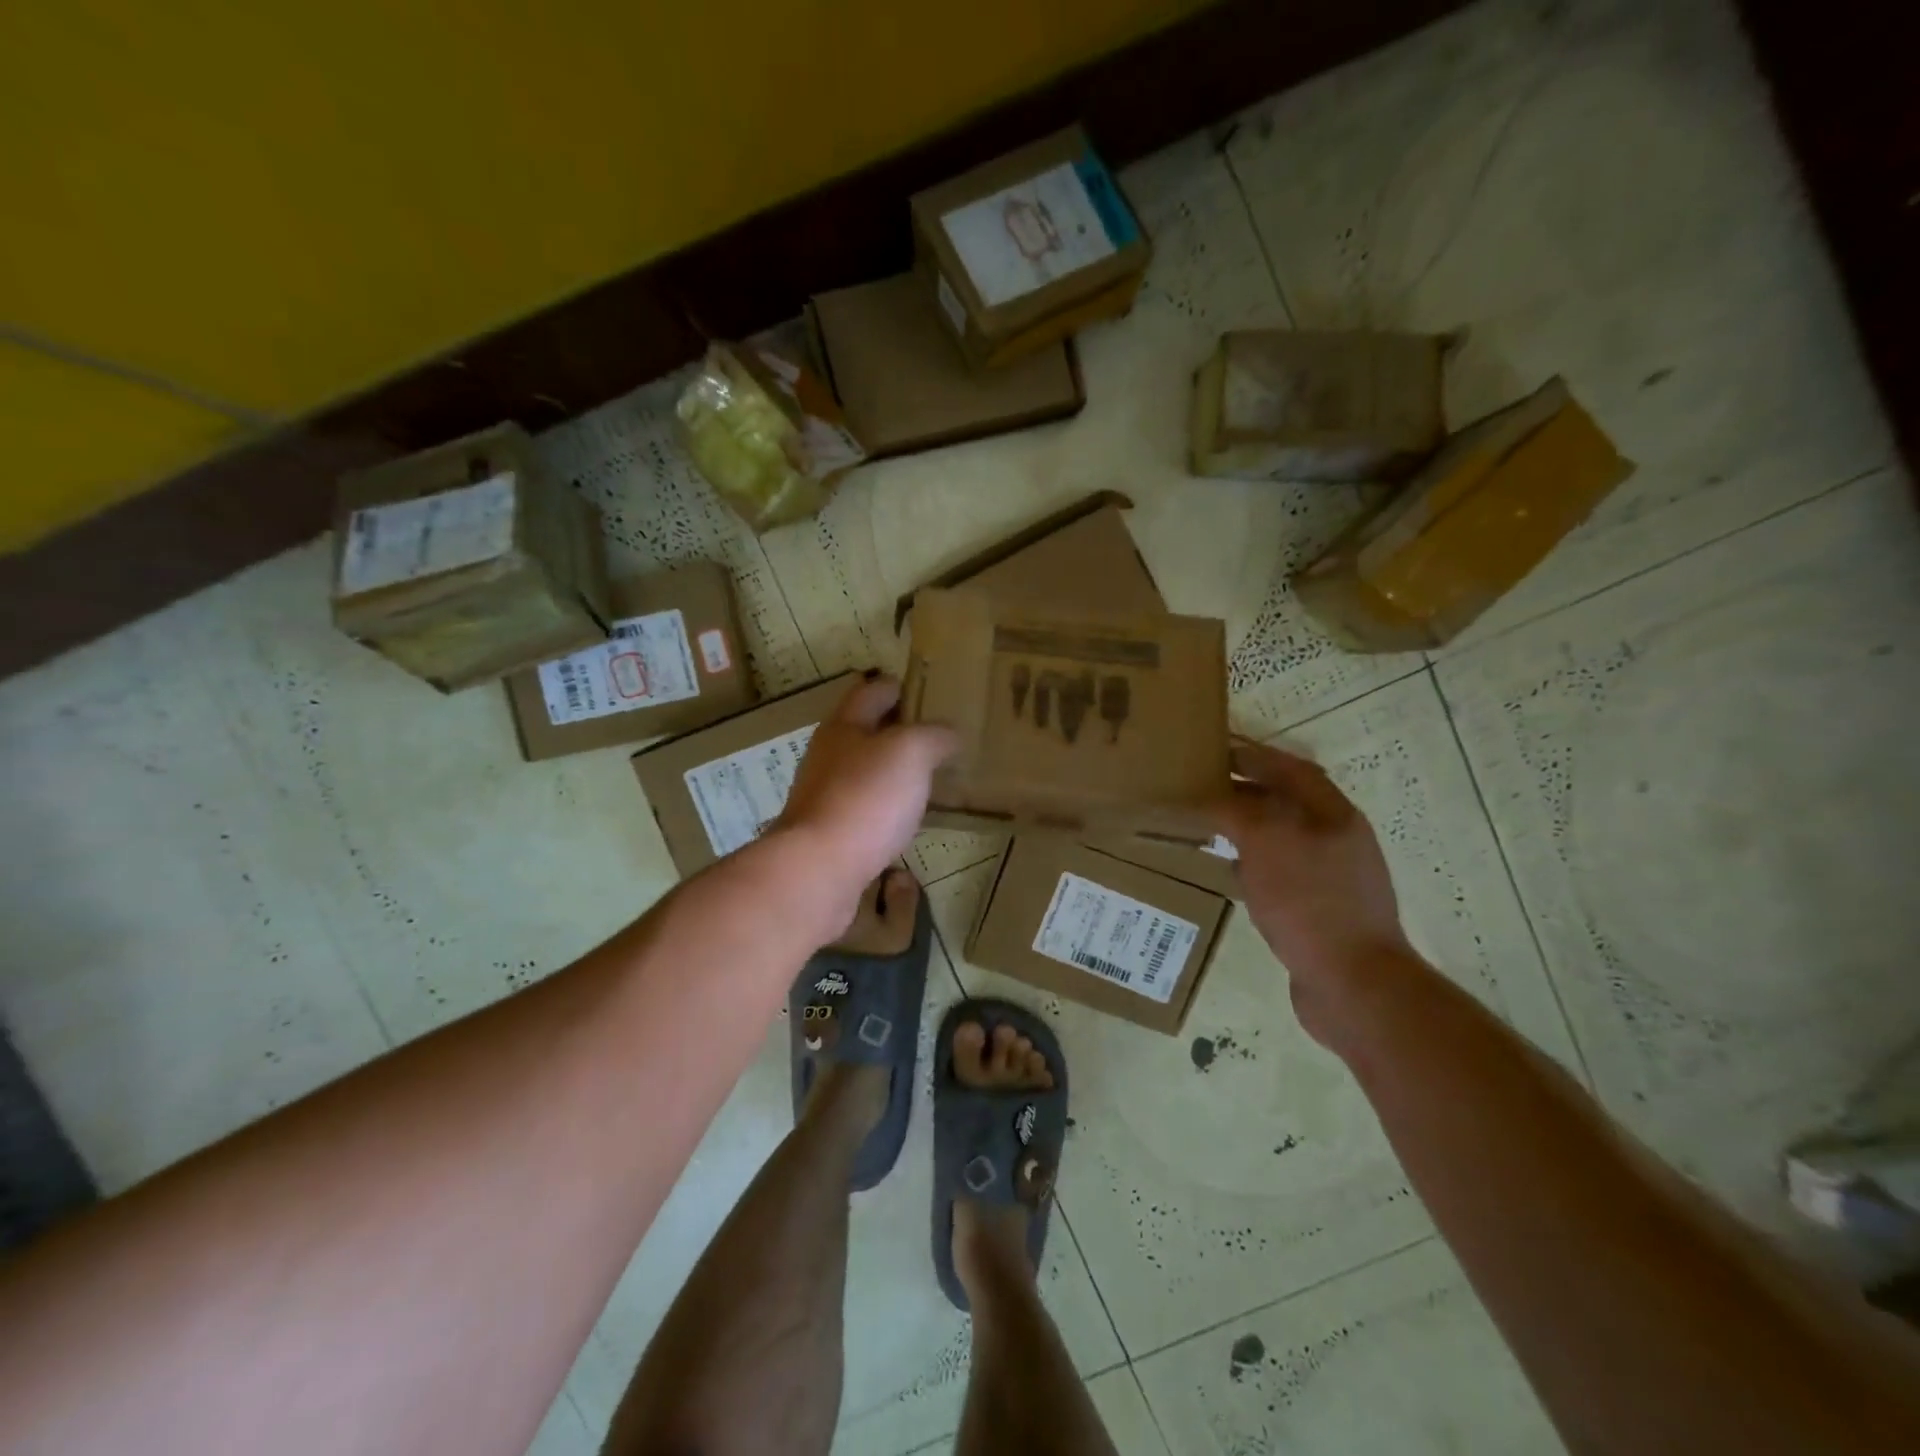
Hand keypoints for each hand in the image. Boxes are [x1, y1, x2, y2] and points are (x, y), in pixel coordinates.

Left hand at [775, 675, 956, 925]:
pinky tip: (905, 816)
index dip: (895, 686)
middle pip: (862, 731)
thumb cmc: (865, 797)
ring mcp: (824, 796)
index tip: (920, 689)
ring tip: (925, 774)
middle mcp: (828, 756)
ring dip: (889, 769)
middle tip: (932, 733)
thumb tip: (948, 734)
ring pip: (862, 771)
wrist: (818, 869)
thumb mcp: (911, 752)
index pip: (871, 692)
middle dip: (893, 728)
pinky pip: (863, 807)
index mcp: (844, 726)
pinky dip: (884, 804)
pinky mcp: (830, 833)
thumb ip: (934, 735)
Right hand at [1217, 739, 1412, 1041]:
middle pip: (1288, 800)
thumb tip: (1208, 797)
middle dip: (1248, 788)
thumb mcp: (1266, 842)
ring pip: (1283, 836)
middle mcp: (1336, 838)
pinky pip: (1281, 871)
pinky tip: (1230, 871)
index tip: (1215, 749)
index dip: (1253, 755)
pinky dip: (1253, 862)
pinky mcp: (1320, 908)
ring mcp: (1332, 876)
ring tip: (1210, 823)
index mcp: (1332, 813)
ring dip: (1249, 825)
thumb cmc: (1309, 901)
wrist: (1353, 983)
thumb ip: (1235, 810)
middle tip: (1204, 785)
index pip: (1290, 769)